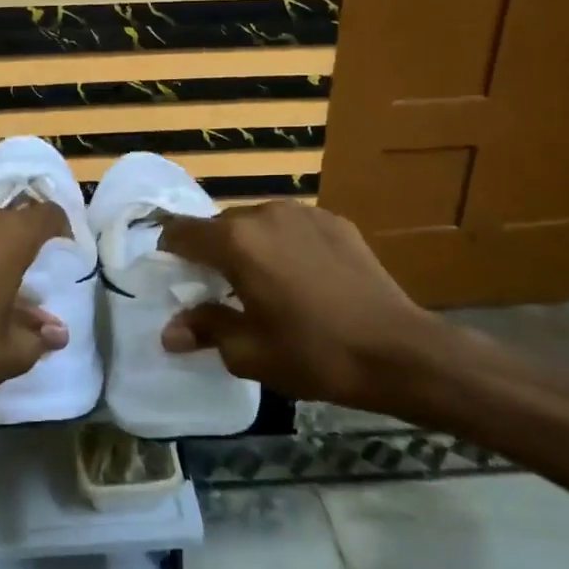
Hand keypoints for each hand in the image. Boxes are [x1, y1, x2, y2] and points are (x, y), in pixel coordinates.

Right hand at [159, 200, 448, 410]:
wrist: (399, 351)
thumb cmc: (314, 354)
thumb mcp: (249, 352)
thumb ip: (205, 330)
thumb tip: (170, 332)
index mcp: (236, 242)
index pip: (181, 232)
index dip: (169, 251)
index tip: (172, 276)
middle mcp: (265, 214)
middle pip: (220, 226)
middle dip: (212, 254)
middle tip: (219, 292)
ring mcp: (305, 214)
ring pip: (257, 224)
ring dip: (249, 248)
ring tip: (263, 285)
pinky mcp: (336, 222)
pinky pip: (292, 227)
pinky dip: (284, 246)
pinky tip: (302, 280)